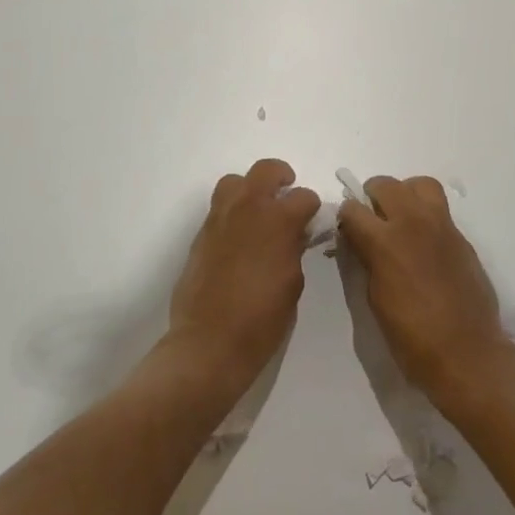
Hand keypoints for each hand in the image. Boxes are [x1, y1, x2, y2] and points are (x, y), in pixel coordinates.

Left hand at [167, 159, 320, 395]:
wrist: (208, 343)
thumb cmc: (261, 319)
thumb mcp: (293, 283)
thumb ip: (295, 248)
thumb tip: (295, 234)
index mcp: (278, 220)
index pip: (303, 197)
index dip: (312, 208)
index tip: (312, 222)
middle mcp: (247, 209)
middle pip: (266, 170)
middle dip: (282, 178)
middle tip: (287, 195)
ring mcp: (219, 218)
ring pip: (235, 182)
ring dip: (250, 189)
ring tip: (258, 212)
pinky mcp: (201, 234)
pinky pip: (219, 208)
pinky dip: (233, 212)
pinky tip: (239, 238)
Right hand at [337, 175, 513, 407]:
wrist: (467, 353)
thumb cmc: (411, 337)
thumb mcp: (375, 299)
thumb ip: (366, 260)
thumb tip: (361, 242)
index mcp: (384, 241)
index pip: (352, 209)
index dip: (345, 219)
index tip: (347, 232)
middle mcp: (412, 222)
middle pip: (385, 184)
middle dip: (371, 198)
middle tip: (371, 221)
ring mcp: (441, 225)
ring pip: (419, 184)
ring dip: (404, 194)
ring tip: (401, 218)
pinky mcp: (461, 236)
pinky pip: (439, 209)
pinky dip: (426, 214)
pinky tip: (424, 242)